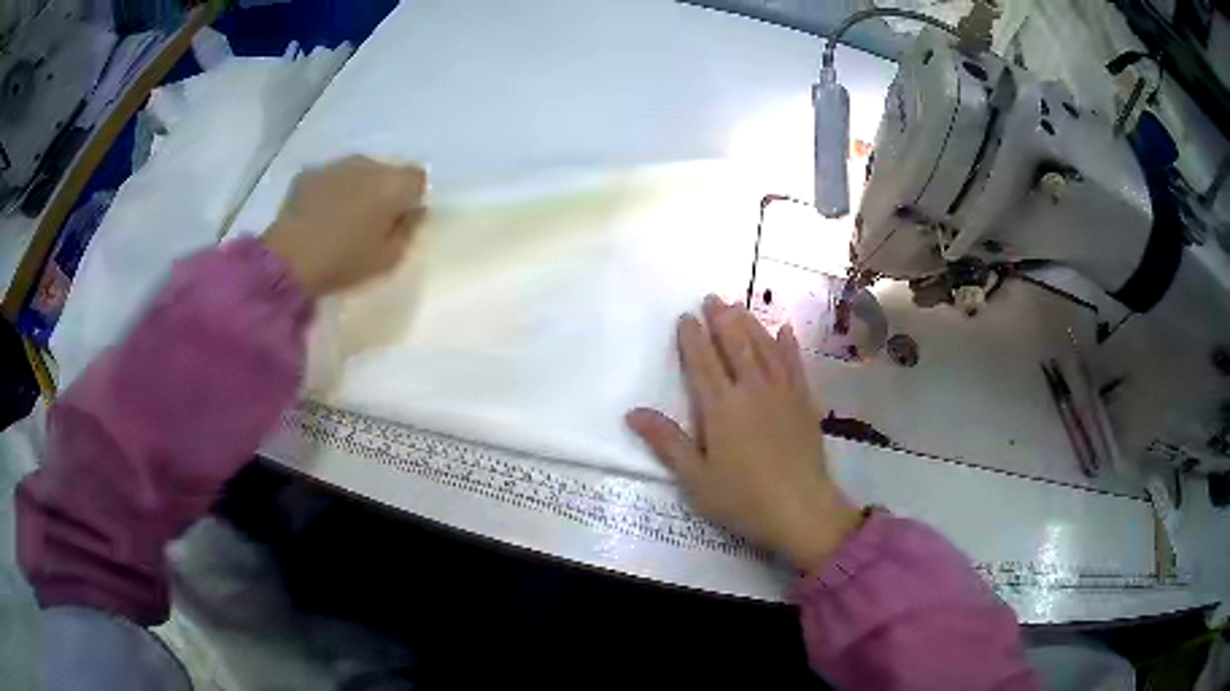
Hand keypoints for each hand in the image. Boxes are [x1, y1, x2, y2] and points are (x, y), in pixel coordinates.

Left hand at [262, 155, 426, 296]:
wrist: (289, 260)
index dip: (411, 197)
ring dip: (355, 188)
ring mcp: (335, 165)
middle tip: (370, 221)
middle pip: (386, 171)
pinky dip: (329, 191)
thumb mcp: (389, 259)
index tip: (400, 219)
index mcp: (393, 184)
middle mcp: (368, 164)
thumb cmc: (344, 261)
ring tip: (341, 218)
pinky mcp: (308, 173)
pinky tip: (318, 216)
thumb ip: (408, 230)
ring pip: (356, 172)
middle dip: (382, 190)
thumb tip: (414, 211)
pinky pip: (329, 178)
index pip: (417, 178)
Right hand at [626, 296, 862, 571]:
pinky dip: (788, 345)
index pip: (702, 362)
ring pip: (764, 347)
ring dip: (750, 324)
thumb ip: (667, 442)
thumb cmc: (743, 498)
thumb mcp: (696, 478)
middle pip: (735, 345)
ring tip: (738, 306)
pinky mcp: (804, 402)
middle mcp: (752, 389)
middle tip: (712, 298)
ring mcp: (782, 393)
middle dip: (722, 319)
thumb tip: (633, 412)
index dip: (692, 337)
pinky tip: (785, 331)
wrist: (802, 510)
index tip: (685, 316)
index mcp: (721, 407)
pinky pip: (795, 364)